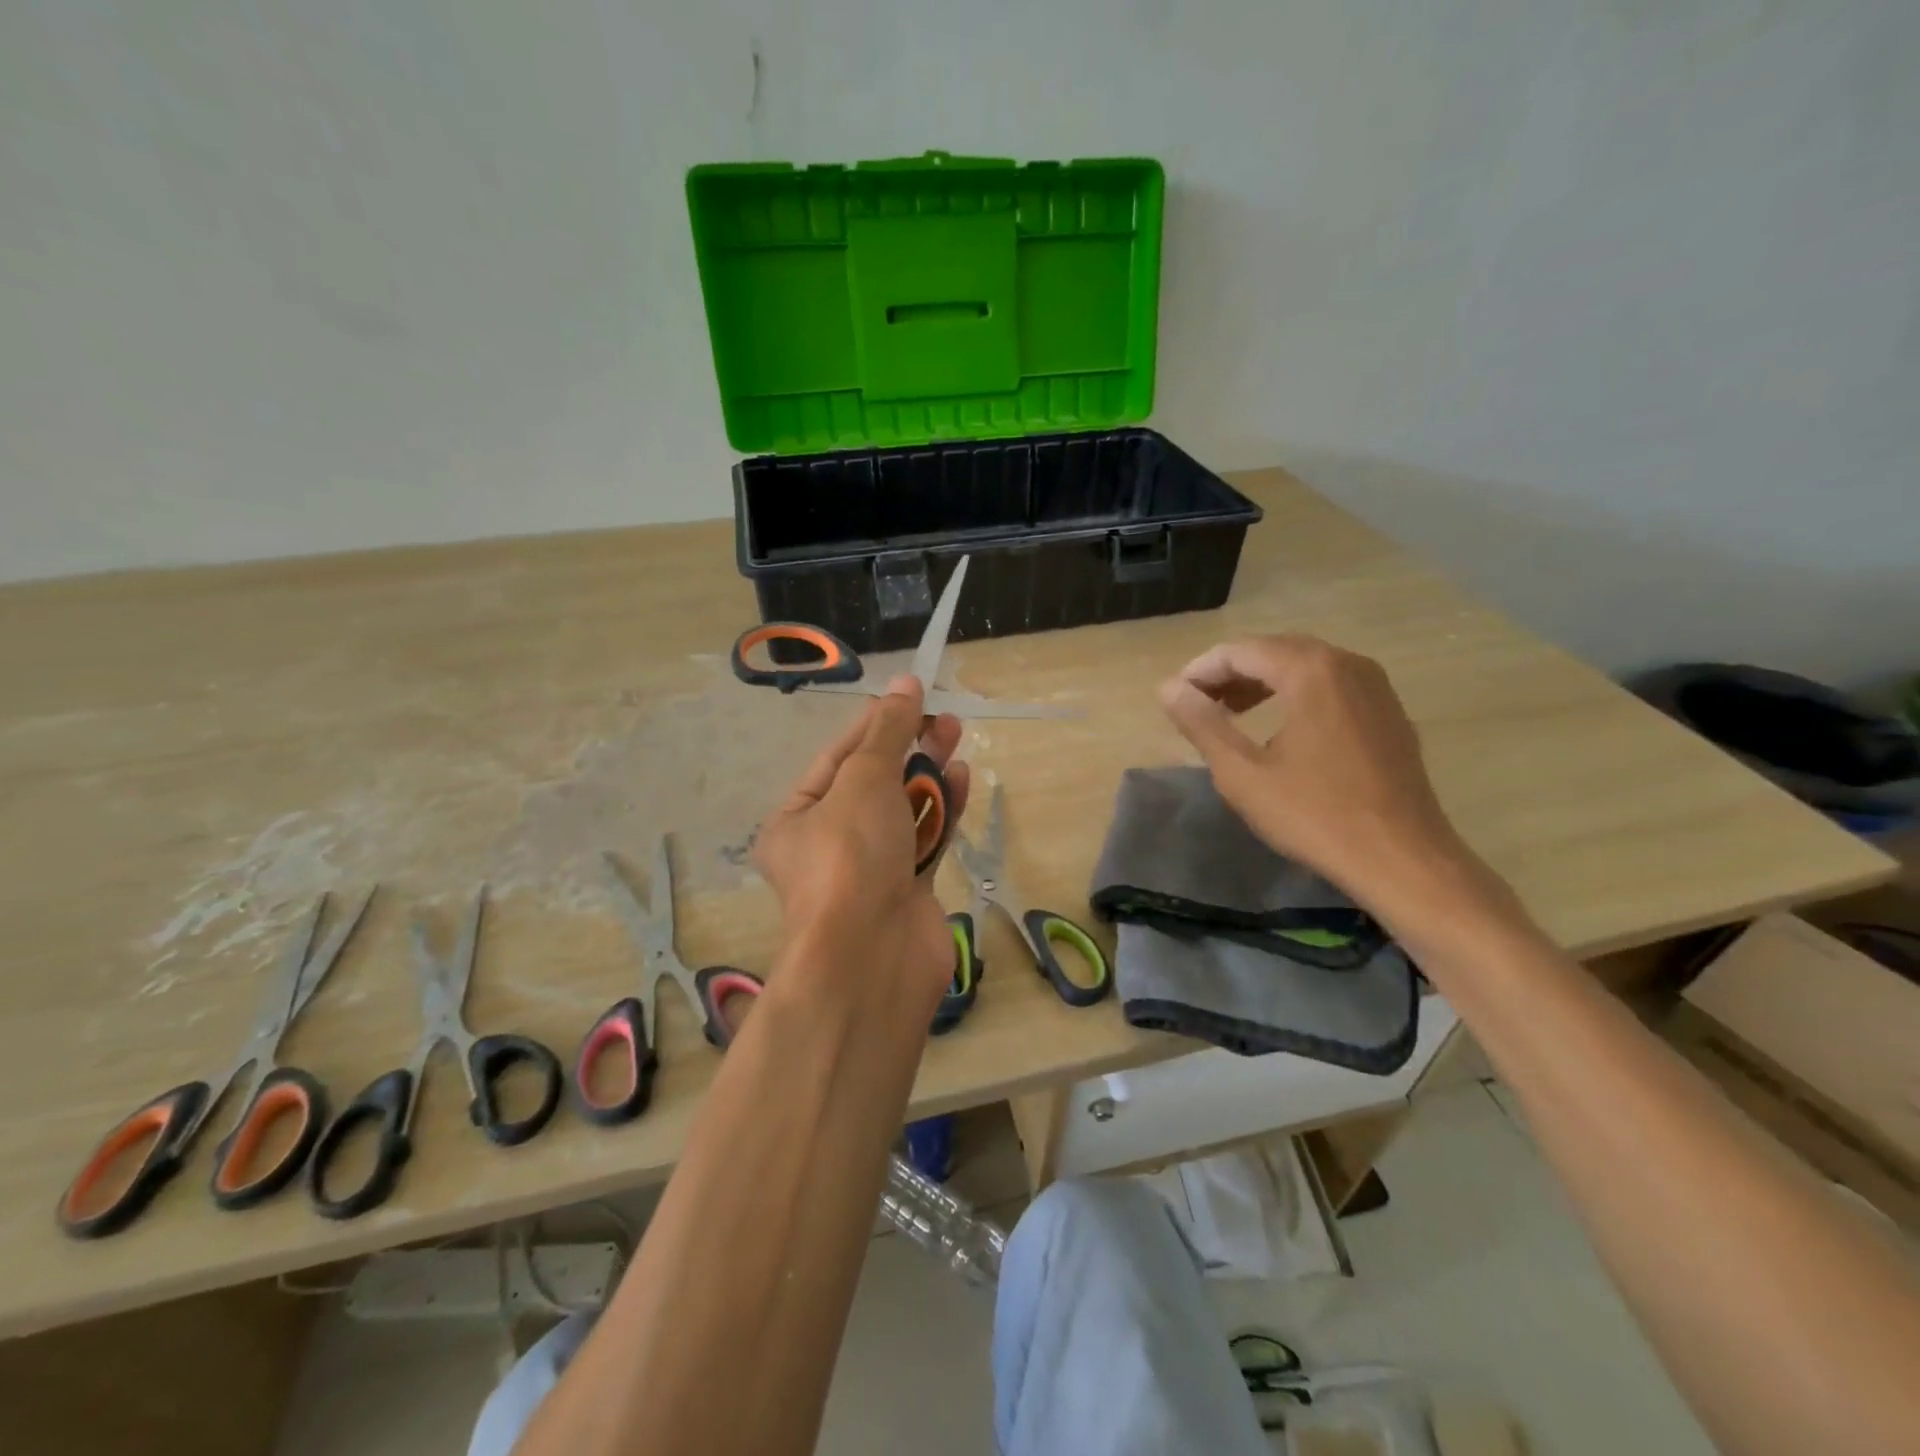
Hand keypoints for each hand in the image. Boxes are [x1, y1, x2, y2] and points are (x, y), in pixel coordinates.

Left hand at [754, 676, 970, 1009]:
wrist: (872, 957)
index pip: (837, 758)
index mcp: (796, 820)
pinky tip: (962, 778)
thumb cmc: (852, 856)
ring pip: (902, 810)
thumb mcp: (864, 780)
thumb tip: (905, 684)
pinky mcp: (908, 889)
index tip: (908, 696)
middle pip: (872, 783)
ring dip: (928, 774)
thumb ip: (887, 732)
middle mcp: (828, 844)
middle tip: (941, 718)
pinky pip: (925, 838)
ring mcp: (869, 870)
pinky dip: (942, 809)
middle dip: (906, 747)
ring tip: (955, 737)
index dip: (873, 724)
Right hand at [1158, 635, 1472, 917]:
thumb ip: (1202, 723)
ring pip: (1305, 667)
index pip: (1241, 651)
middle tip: (1197, 704)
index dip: (1201, 670)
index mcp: (1311, 670)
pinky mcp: (1389, 713)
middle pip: (1275, 651)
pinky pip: (1331, 687)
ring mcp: (1375, 687)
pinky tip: (1279, 728)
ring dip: (1262, 683)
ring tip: (1230, 713)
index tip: (1174, 698)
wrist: (1403, 860)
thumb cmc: (1315, 814)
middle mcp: (1348, 664)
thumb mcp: (1242, 773)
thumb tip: (1168, 688)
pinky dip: (1295, 695)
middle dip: (1231, 673)